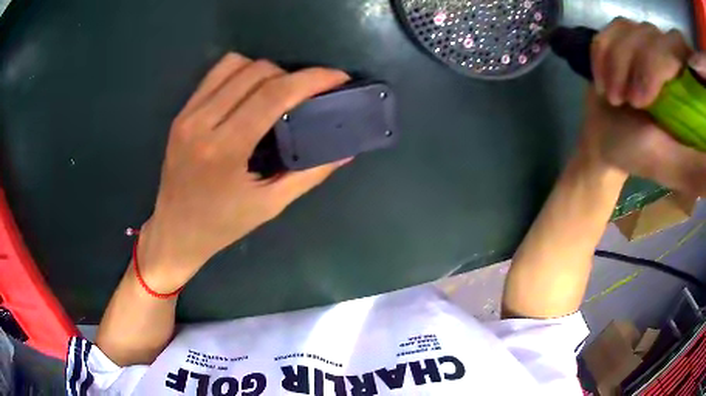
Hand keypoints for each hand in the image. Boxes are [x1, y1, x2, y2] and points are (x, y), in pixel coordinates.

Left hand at [138, 53, 350, 291]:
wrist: (175, 230)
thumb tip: (345, 150)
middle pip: (257, 73)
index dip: (312, 79)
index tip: (338, 78)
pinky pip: (215, 74)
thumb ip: (309, 174)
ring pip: (235, 65)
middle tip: (310, 92)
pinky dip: (241, 73)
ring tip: (280, 91)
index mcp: (225, 149)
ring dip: (266, 71)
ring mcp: (188, 114)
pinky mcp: (181, 112)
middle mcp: (202, 122)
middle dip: (293, 75)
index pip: (274, 95)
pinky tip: (251, 92)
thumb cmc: (222, 225)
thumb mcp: (270, 205)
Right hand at [580, 18, 705, 195]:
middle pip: (654, 38)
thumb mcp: (675, 166)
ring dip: (617, 64)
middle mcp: (670, 56)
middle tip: (630, 102)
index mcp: (688, 88)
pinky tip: (605, 78)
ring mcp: (646, 40)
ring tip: (615, 96)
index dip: (667, 61)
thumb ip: (698, 168)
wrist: (606, 138)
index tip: (654, 90)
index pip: (683, 51)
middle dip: (638, 68)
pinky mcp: (625, 35)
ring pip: (630, 30)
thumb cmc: (641, 154)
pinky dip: (603, 54)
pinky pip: (611, 29)